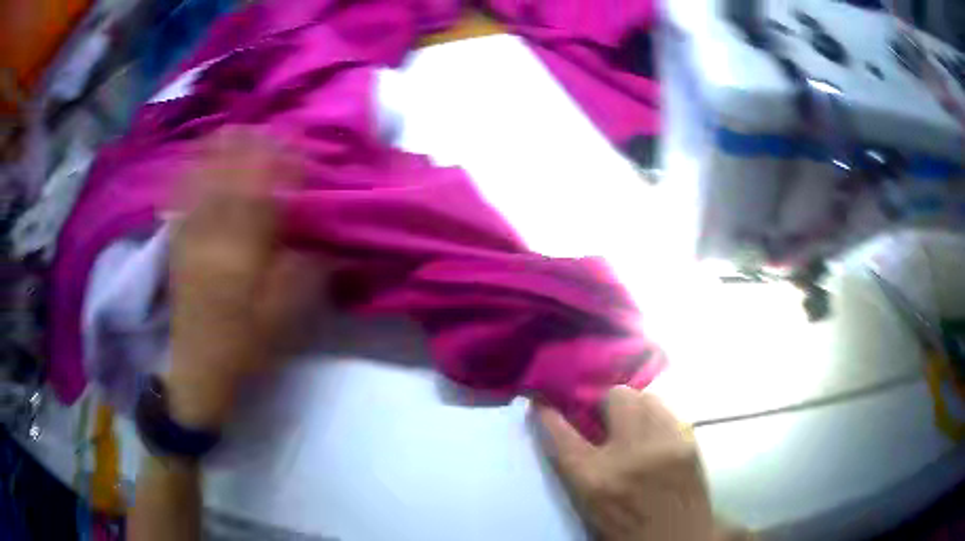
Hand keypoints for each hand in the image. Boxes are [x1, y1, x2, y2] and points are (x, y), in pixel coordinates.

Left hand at [167, 128, 307, 429]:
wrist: (198, 367)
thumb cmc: (244, 345)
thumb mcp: (282, 318)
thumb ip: (301, 274)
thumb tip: (318, 239)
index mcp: (242, 255)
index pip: (263, 195)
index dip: (280, 166)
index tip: (296, 146)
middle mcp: (213, 236)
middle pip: (230, 179)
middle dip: (249, 147)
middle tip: (266, 125)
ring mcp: (190, 236)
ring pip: (203, 181)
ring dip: (218, 151)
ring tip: (233, 128)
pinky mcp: (176, 243)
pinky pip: (180, 198)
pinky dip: (189, 172)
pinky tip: (195, 156)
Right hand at [534, 387, 744, 540]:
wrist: (676, 539)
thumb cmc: (625, 527)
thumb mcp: (589, 503)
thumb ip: (577, 464)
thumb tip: (567, 426)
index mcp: (596, 479)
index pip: (562, 435)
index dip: (548, 414)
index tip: (541, 402)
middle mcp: (631, 455)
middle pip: (614, 397)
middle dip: (603, 400)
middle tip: (602, 417)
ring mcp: (665, 443)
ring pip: (646, 396)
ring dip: (632, 405)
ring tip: (630, 423)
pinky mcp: (689, 441)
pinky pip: (667, 410)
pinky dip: (655, 415)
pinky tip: (653, 433)